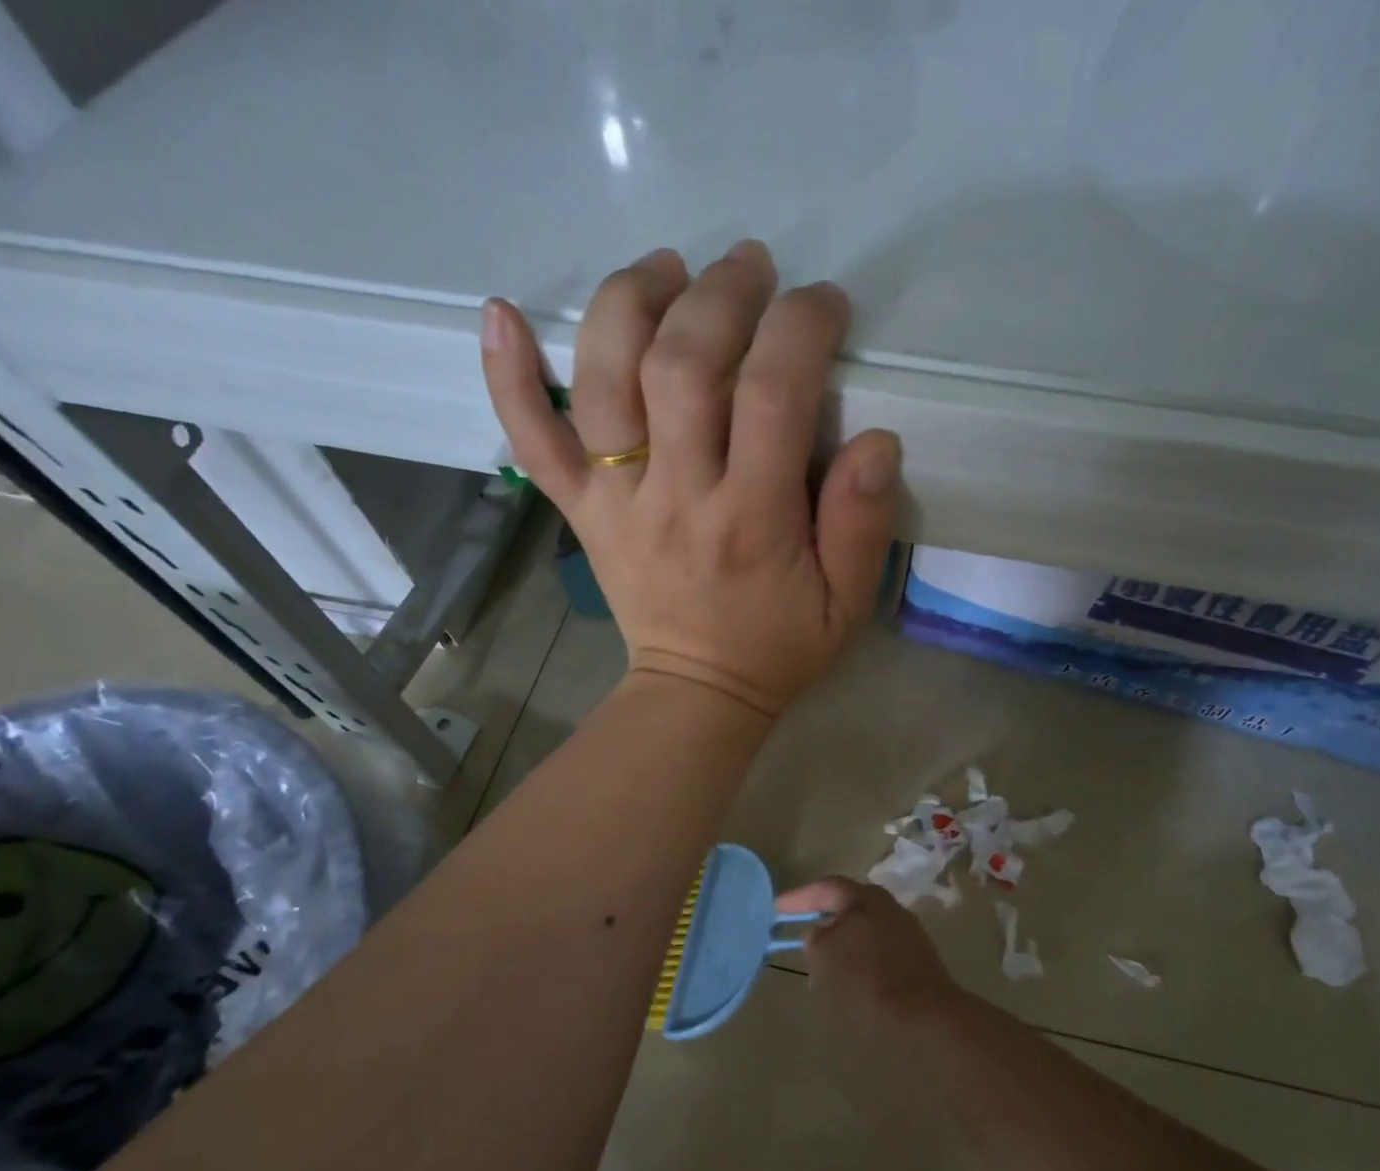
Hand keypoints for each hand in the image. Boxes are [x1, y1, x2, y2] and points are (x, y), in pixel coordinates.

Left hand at [481, 241, 901, 718]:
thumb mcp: (846, 604)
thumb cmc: (778, 648)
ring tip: (664, 268)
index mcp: (752, 520)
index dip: (799, 326)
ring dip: (628, 303)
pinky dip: (509, 377)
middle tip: (748, 267)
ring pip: (604, 380)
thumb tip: (877, 440)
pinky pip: (533, 441)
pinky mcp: (581, 511)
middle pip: (681, 365)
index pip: (771, 394)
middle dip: (718, 294)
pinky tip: (502, 313)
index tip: (821, 305)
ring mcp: (616, 502)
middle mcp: (677, 497)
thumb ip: (863, 525)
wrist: (696, 693)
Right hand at [775, 877, 962, 1038]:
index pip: (826, 887)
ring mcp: (907, 932)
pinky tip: (849, 977)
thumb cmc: (866, 978)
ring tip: (821, 959)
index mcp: (866, 898)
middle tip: (800, 930)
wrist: (923, 1014)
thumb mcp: (825, 956)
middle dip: (823, 918)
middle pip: (849, 906)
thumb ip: (815, 939)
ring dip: (842, 941)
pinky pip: (878, 950)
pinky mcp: (916, 958)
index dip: (799, 898)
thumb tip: (818, 934)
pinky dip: (859, 958)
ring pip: (864, 929)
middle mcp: (889, 907)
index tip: (776, 909)